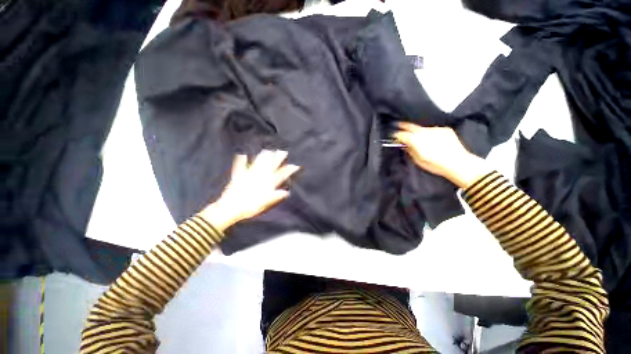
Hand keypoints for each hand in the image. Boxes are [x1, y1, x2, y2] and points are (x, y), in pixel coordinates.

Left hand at [200, 150, 299, 230]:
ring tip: (268, 150)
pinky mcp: (238, 175)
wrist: (231, 207)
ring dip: (264, 156)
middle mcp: (259, 176)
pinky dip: (241, 160)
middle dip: (277, 158)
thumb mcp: (265, 203)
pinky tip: (241, 154)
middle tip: (282, 151)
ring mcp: (249, 175)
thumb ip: (276, 196)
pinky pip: (240, 166)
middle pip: (270, 165)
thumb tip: (286, 192)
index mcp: (267, 183)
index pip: (280, 175)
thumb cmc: (250, 207)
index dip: (288, 170)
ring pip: (258, 163)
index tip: (295, 165)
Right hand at [394, 122, 489, 187]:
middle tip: (398, 126)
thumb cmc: (436, 164)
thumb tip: (404, 145)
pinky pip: (433, 130)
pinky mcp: (444, 129)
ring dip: (418, 131)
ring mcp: (435, 129)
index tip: (394, 137)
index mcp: (416, 140)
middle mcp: (424, 132)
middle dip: (403, 126)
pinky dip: (430, 133)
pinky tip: (432, 140)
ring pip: (422, 128)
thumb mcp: (418, 160)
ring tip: (418, 137)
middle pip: (410, 126)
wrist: (458, 163)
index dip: (396, 135)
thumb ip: (409, 151)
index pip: (401, 134)